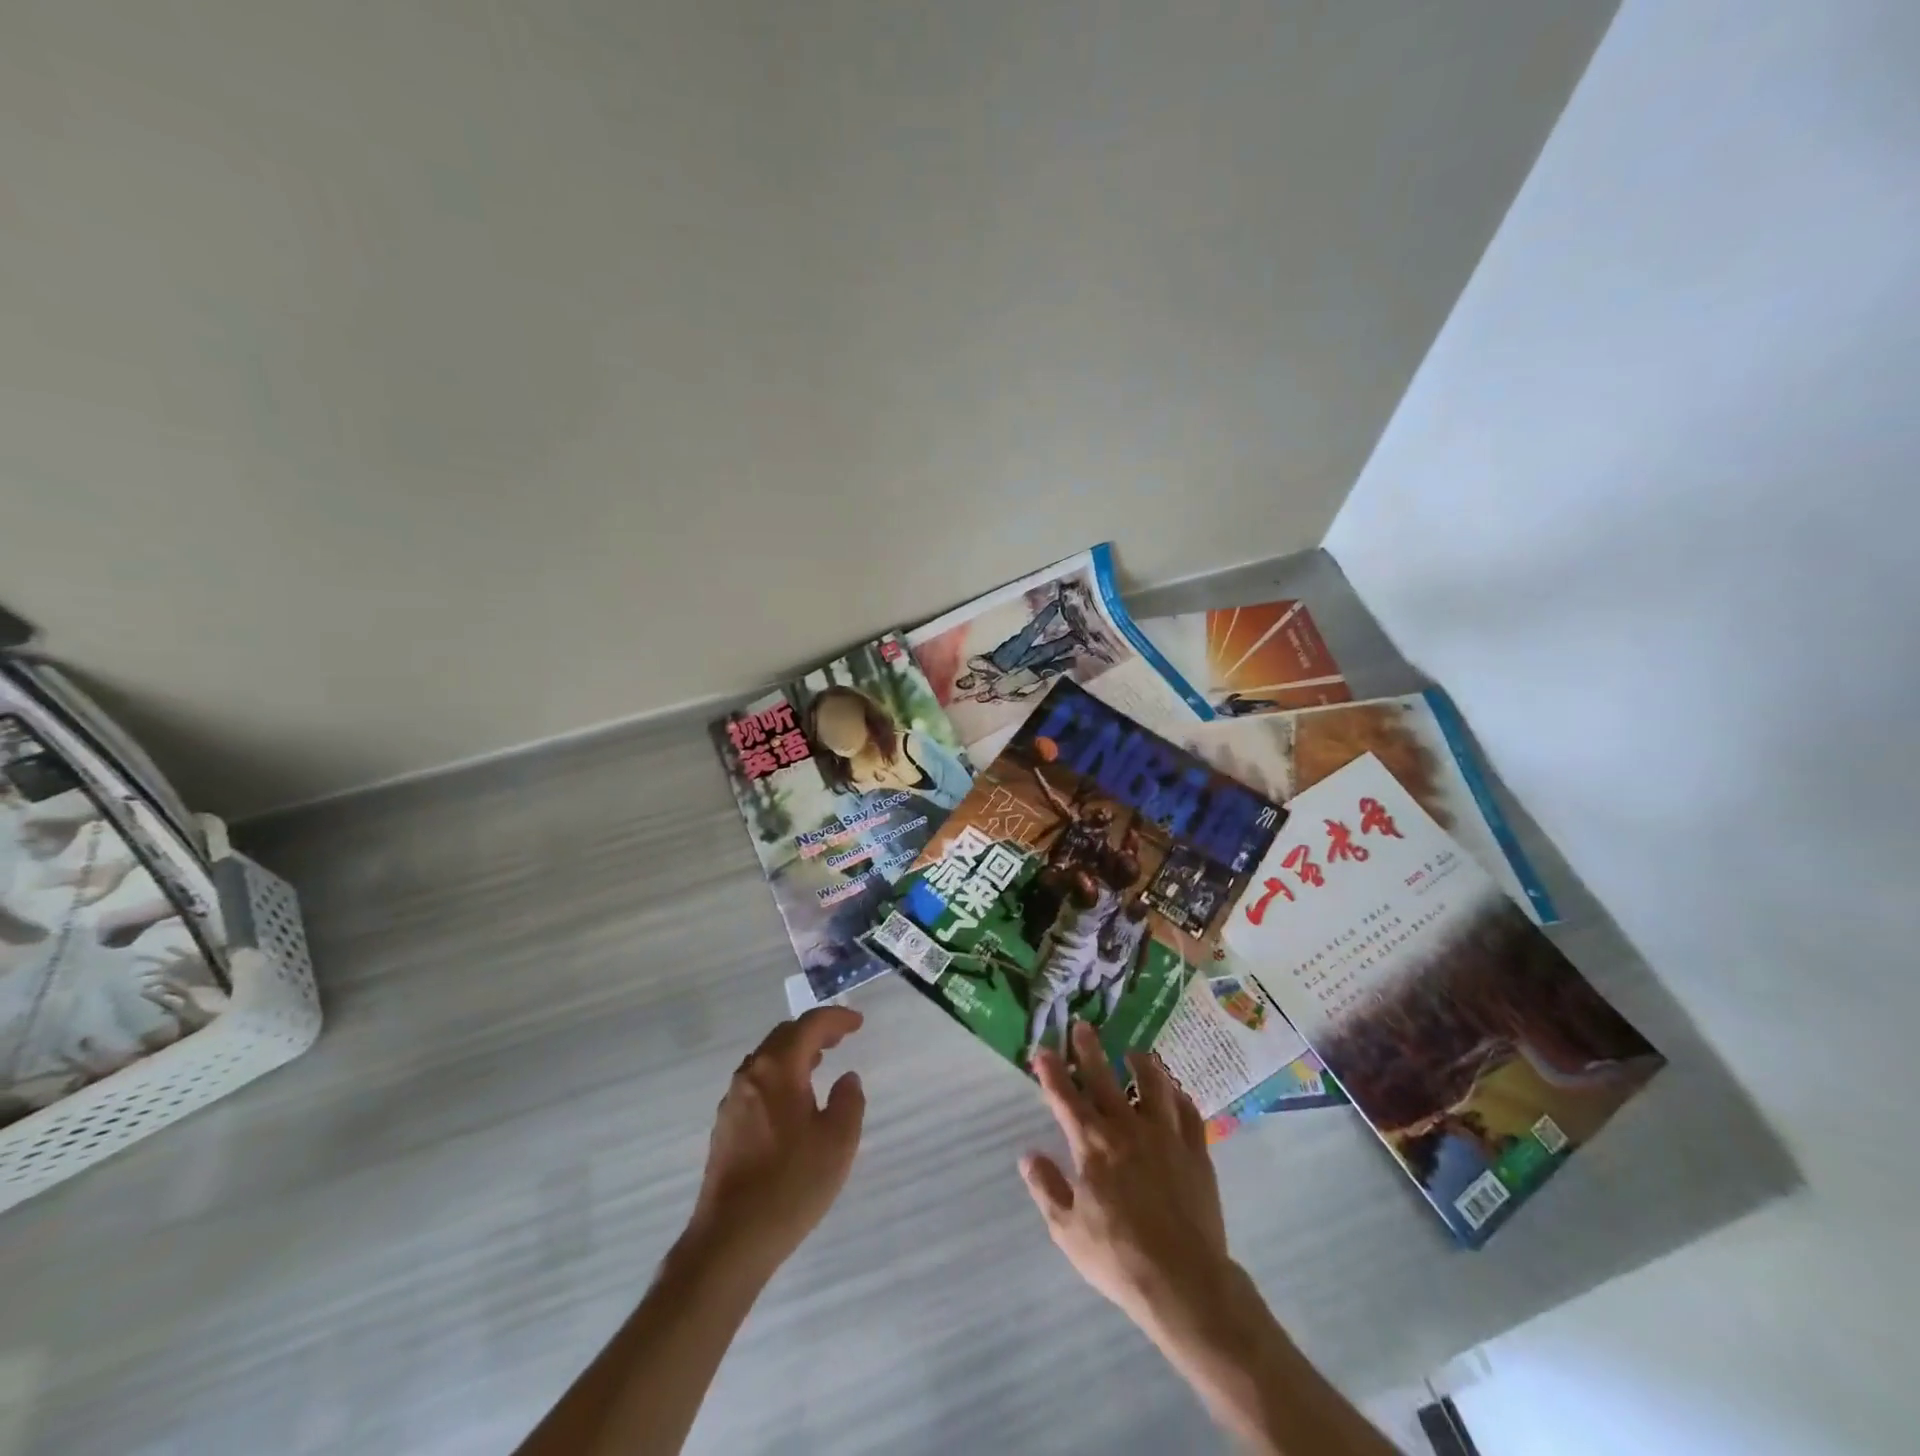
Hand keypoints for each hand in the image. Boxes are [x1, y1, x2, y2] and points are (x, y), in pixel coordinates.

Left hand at [686, 1007, 866, 1276]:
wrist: (730, 1240)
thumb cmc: (791, 1184)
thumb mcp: (838, 1142)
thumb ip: (848, 1101)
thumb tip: (846, 1079)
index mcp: (777, 1069)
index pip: (809, 1026)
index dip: (836, 1019)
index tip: (858, 1023)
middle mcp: (750, 1075)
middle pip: (784, 1036)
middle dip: (814, 1031)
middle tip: (841, 1038)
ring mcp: (733, 1101)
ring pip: (767, 1059)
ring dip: (795, 1053)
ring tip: (820, 1063)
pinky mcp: (726, 1127)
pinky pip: (757, 1082)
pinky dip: (781, 1075)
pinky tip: (794, 1100)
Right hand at [1020, 1020, 1234, 1337]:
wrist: (1184, 1282)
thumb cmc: (1118, 1257)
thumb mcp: (1067, 1230)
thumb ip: (1046, 1188)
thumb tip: (1028, 1155)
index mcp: (1092, 1144)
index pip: (1065, 1097)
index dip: (1051, 1071)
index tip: (1041, 1049)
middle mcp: (1127, 1128)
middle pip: (1104, 1078)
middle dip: (1089, 1049)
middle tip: (1082, 1025)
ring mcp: (1165, 1136)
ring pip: (1153, 1085)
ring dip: (1141, 1064)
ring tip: (1134, 1053)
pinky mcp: (1196, 1151)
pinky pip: (1188, 1112)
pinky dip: (1178, 1097)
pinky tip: (1174, 1092)